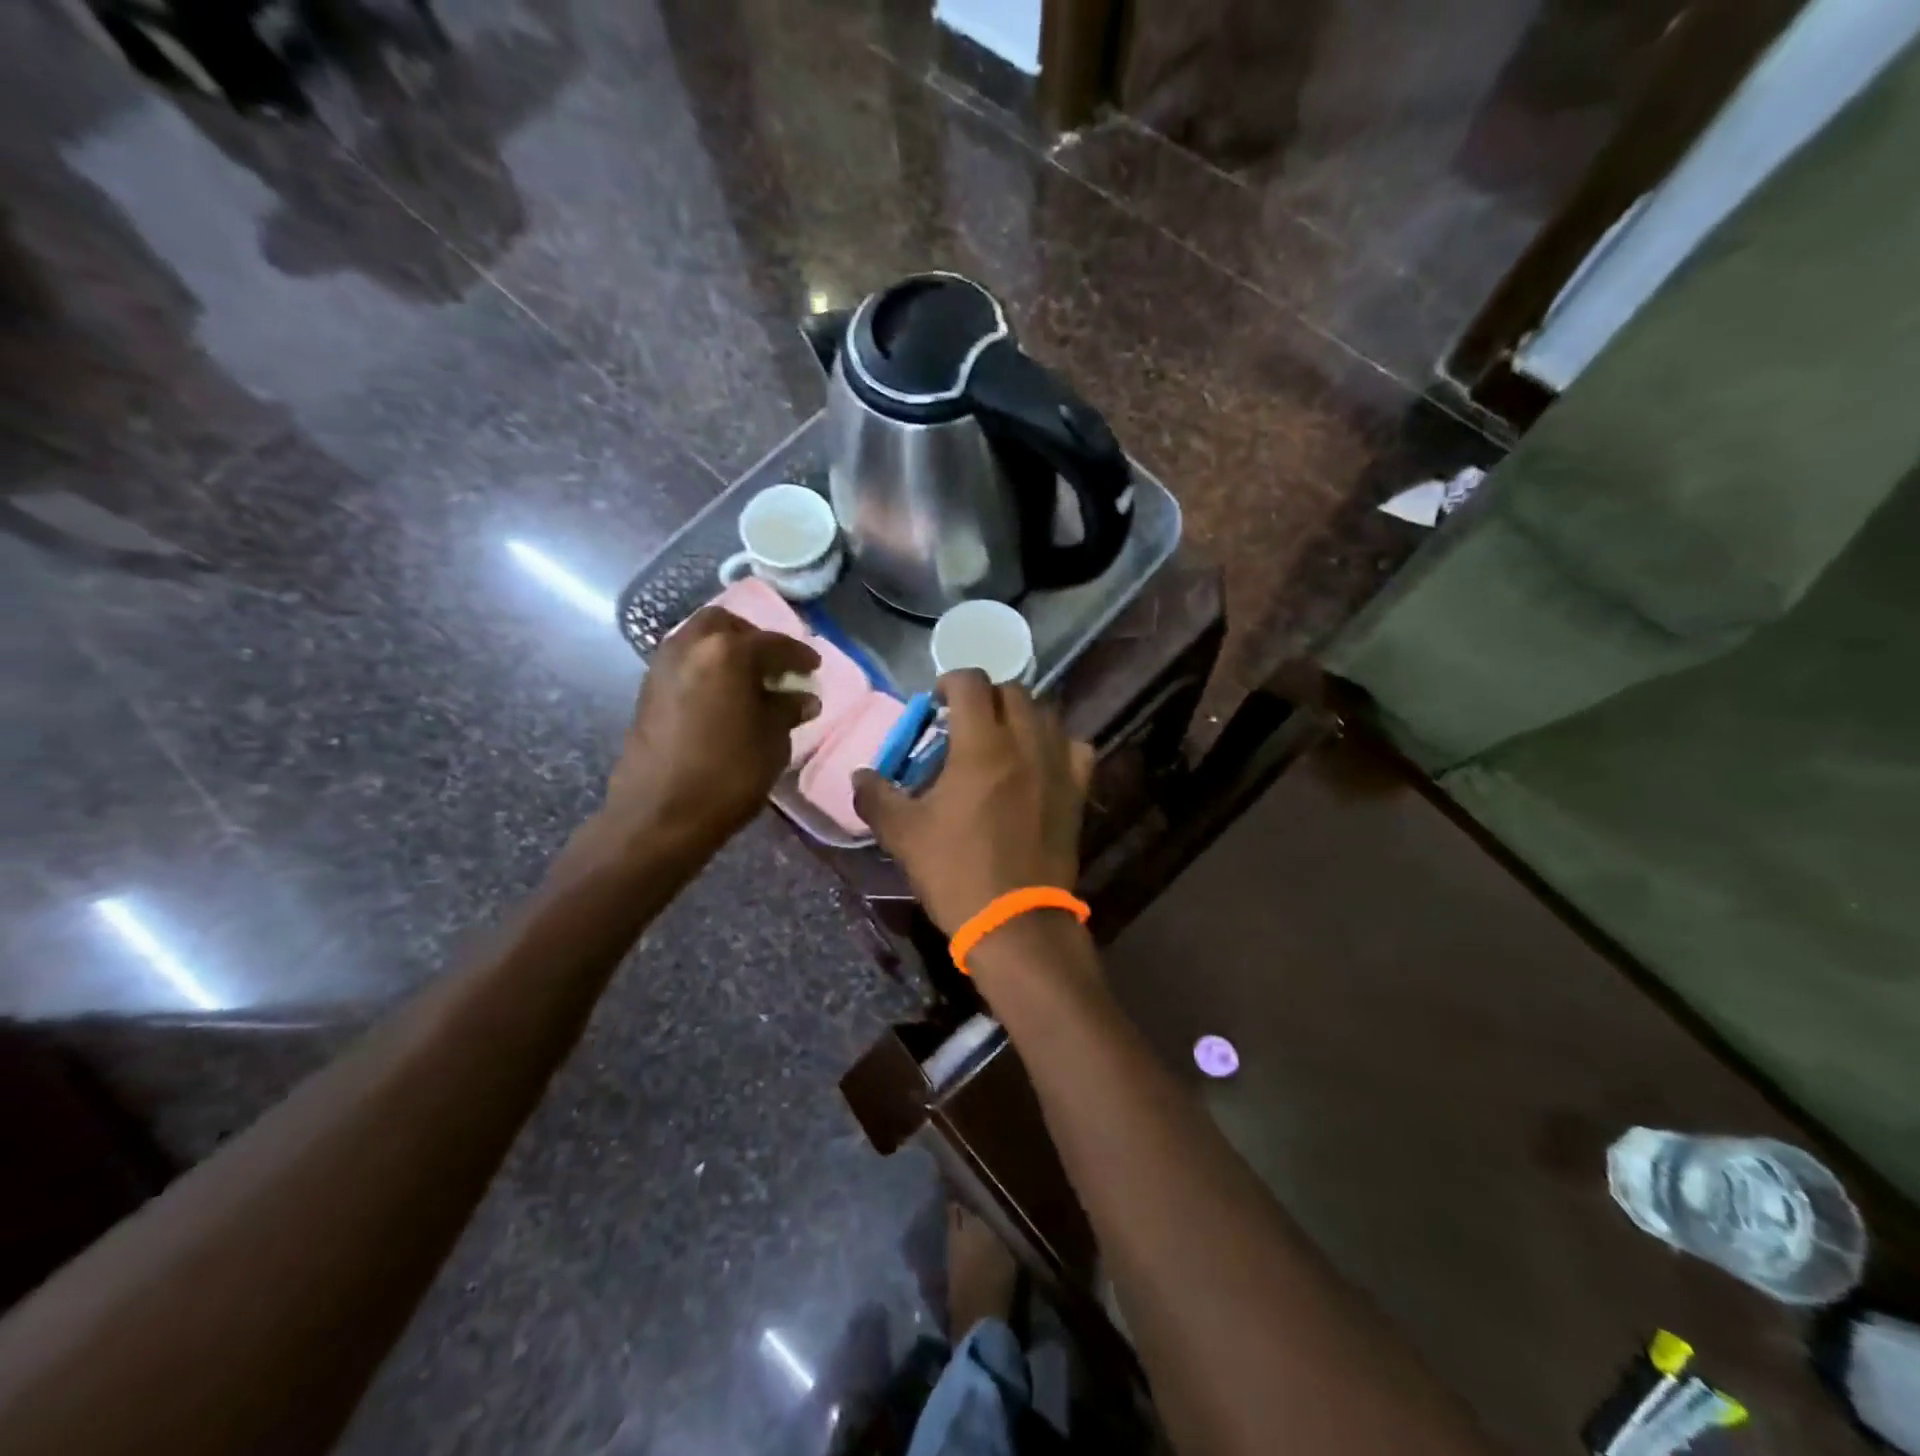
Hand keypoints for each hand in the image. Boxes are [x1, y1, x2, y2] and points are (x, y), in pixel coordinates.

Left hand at [605, 607, 818, 849]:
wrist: (659, 814)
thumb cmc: (727, 775)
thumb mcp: (772, 742)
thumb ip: (787, 711)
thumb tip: (801, 698)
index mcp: (728, 652)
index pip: (773, 643)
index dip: (799, 655)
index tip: (814, 666)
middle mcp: (691, 646)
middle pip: (727, 625)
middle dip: (754, 639)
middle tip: (775, 665)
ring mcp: (663, 665)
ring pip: (699, 639)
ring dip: (726, 650)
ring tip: (749, 680)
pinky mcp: (647, 689)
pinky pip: (684, 661)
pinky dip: (706, 667)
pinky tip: (723, 695)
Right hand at [853, 671, 1093, 936]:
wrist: (1015, 921)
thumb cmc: (956, 871)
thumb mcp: (903, 834)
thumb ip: (876, 797)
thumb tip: (860, 775)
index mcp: (981, 745)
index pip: (972, 682)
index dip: (950, 681)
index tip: (937, 703)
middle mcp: (1025, 743)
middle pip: (1013, 692)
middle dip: (986, 698)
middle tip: (966, 723)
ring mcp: (1058, 766)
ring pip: (1046, 714)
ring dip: (1021, 716)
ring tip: (1002, 740)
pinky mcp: (1078, 792)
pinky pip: (1075, 748)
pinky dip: (1057, 744)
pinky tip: (1041, 763)